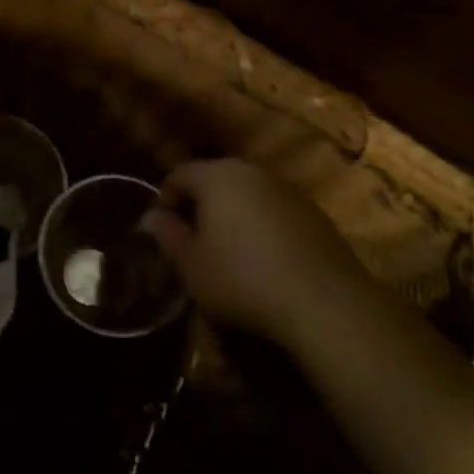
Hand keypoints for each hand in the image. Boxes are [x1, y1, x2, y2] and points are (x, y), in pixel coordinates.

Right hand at [140, 159, 364, 343]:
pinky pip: (274, 210)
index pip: (179, 173)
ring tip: (227, 250)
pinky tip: (263, 258)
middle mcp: (253, 171)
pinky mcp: (314, 213)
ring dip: (233, 213)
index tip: (163, 229)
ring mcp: (288, 190)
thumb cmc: (242, 278)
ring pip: (247, 193)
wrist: (323, 302)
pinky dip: (262, 225)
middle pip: (215, 178)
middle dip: (200, 204)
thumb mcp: (191, 264)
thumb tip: (150, 217)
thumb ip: (167, 235)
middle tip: (192, 238)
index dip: (165, 198)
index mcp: (217, 176)